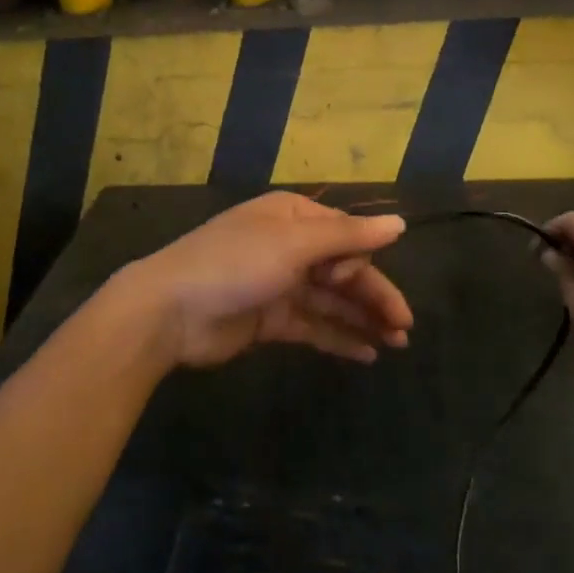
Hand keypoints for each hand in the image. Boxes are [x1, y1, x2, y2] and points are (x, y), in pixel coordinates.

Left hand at [113, 192, 413, 369]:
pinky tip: (366, 354)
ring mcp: (279, 284)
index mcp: (294, 217)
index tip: (355, 281)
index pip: (345, 234)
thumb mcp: (293, 244)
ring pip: (332, 300)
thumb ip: (349, 236)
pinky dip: (338, 337)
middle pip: (343, 270)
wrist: (168, 311)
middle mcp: (290, 246)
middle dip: (374, 296)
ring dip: (362, 319)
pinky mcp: (270, 320)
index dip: (360, 260)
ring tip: (396, 344)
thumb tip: (400, 223)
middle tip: (405, 327)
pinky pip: (313, 325)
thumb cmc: (234, 264)